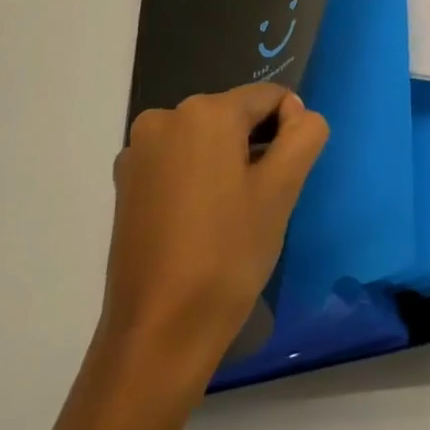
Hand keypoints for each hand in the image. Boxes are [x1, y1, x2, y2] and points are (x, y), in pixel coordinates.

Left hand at [103, 85, 328, 369]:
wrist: (158, 333)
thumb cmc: (228, 255)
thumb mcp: (282, 190)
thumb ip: (304, 134)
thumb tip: (297, 114)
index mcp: (204, 112)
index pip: (269, 97)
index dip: (290, 131)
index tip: (286, 178)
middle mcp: (164, 118)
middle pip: (235, 115)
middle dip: (257, 147)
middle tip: (261, 202)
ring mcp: (138, 151)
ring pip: (207, 139)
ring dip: (229, 163)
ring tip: (230, 216)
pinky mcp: (125, 183)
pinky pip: (179, 161)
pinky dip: (198, 178)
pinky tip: (201, 223)